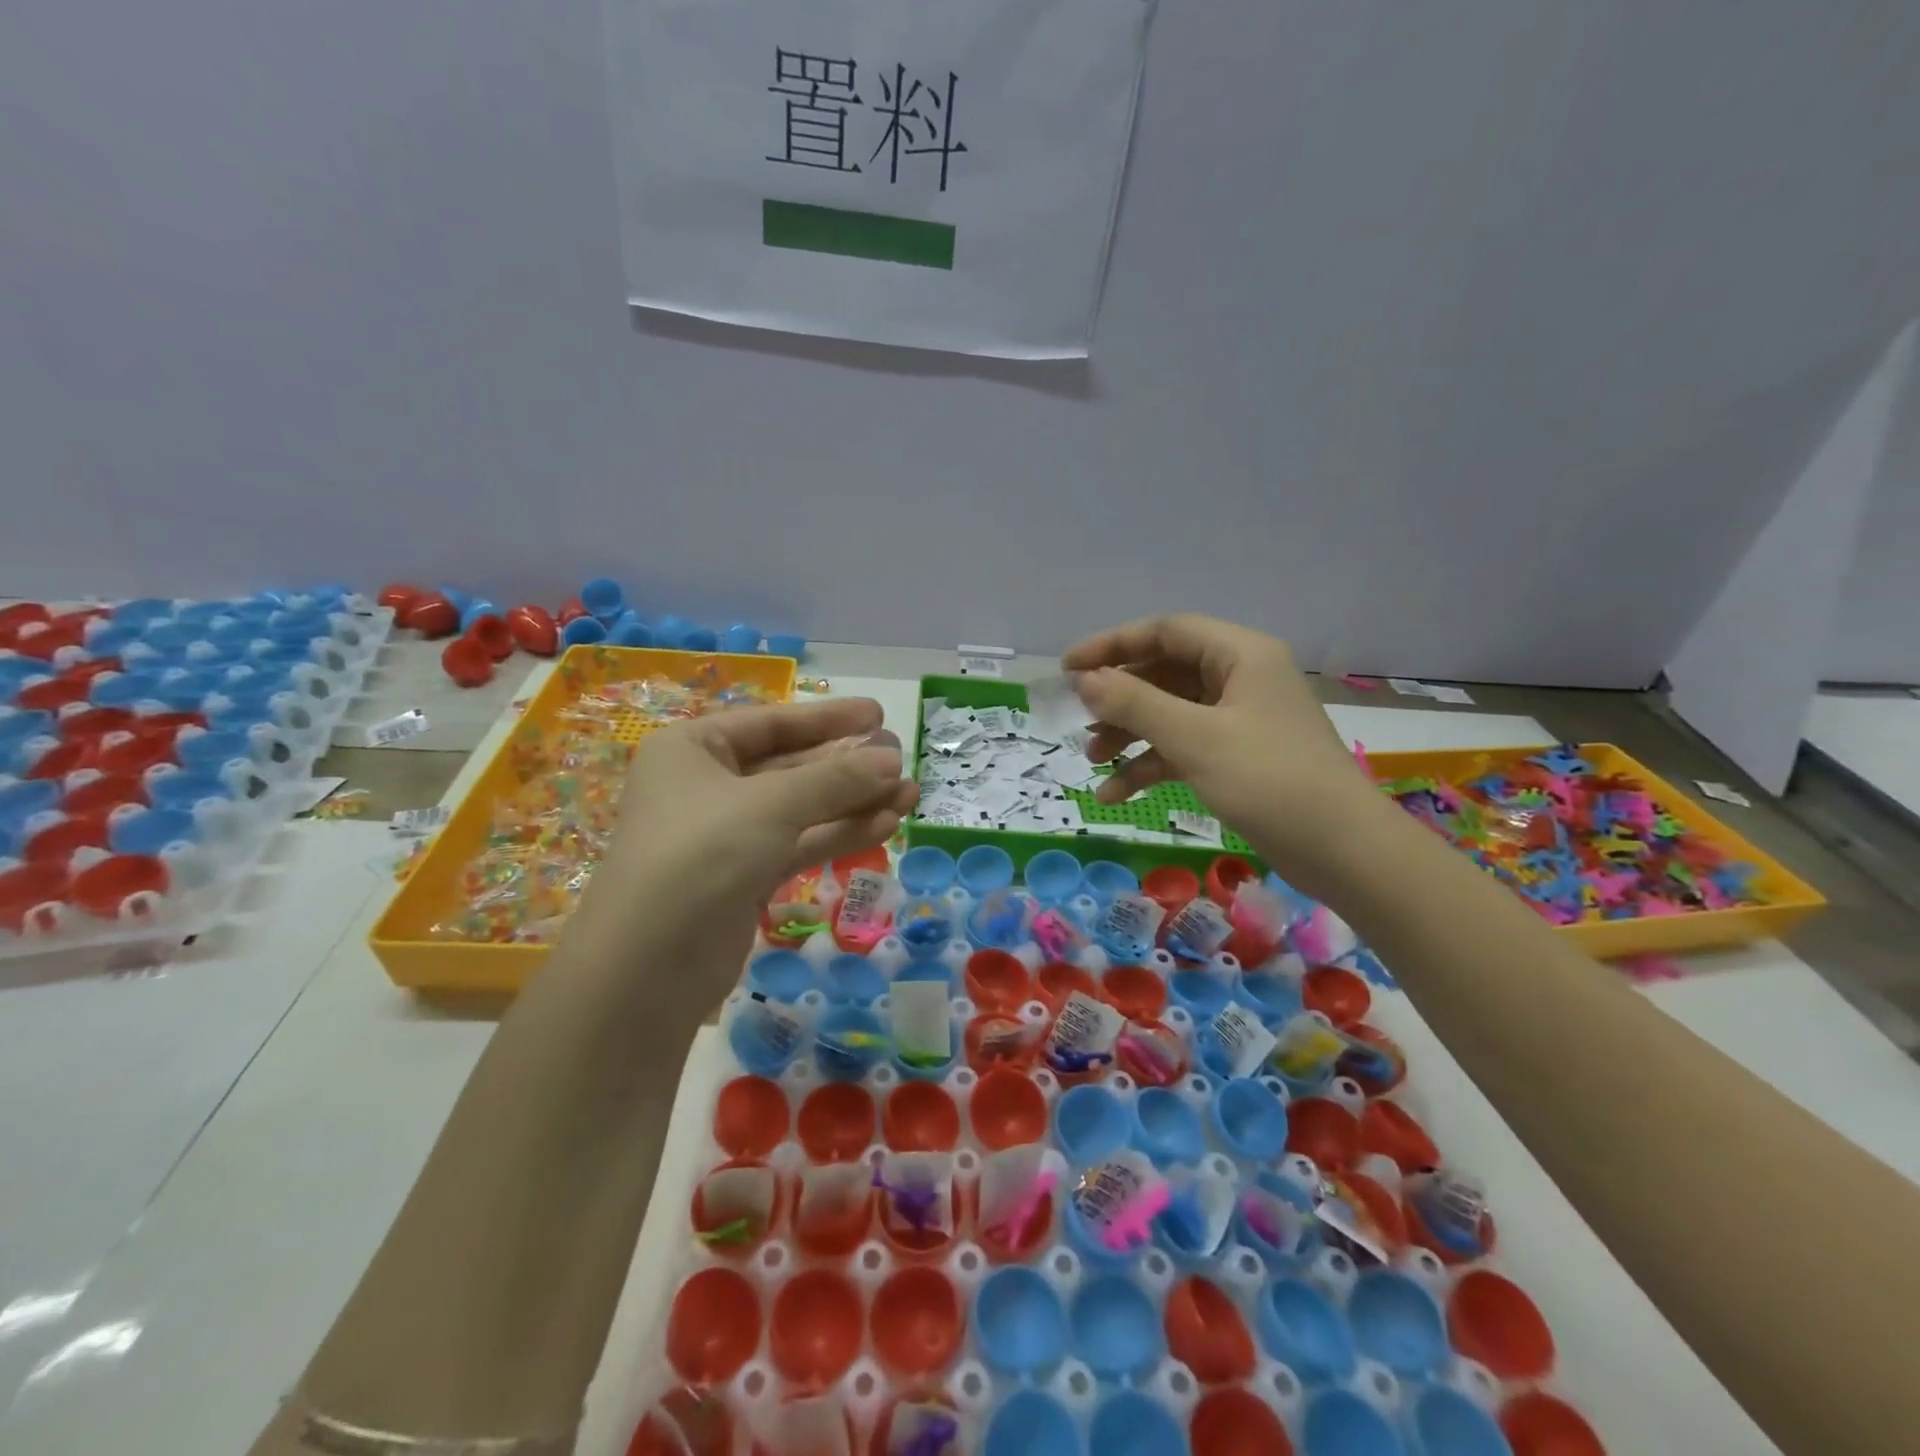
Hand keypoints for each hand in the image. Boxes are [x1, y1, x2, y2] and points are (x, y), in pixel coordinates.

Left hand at [579, 697, 916, 974]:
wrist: (650, 965)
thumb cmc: (702, 853)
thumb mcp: (772, 805)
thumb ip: (836, 779)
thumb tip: (892, 758)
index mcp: (694, 749)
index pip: (771, 722)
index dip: (828, 718)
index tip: (877, 714)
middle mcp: (708, 786)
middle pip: (791, 766)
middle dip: (848, 765)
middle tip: (900, 758)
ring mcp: (728, 835)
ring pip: (802, 808)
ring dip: (854, 801)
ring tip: (910, 793)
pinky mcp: (747, 877)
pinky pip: (801, 844)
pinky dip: (840, 834)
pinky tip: (887, 825)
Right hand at [1062, 614, 1387, 887]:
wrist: (1342, 850)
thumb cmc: (1269, 780)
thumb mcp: (1194, 738)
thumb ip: (1135, 704)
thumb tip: (1085, 680)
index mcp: (1240, 654)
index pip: (1165, 631)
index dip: (1112, 645)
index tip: (1068, 668)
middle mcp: (1240, 678)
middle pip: (1165, 672)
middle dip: (1119, 697)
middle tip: (1080, 718)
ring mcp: (1240, 720)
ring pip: (1170, 713)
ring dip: (1130, 733)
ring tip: (1092, 759)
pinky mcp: (1238, 757)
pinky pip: (1183, 747)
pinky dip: (1150, 765)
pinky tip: (1115, 794)